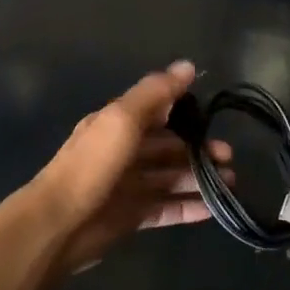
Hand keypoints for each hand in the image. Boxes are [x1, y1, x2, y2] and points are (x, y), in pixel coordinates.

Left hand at [33, 61, 231, 273]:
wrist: (59, 224)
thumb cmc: (92, 165)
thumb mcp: (122, 119)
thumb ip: (155, 93)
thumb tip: (188, 65)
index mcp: (117, 124)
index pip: (157, 112)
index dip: (185, 113)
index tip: (214, 119)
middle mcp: (124, 152)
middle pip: (168, 147)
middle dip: (199, 149)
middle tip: (228, 157)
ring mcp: (128, 186)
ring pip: (171, 178)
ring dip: (199, 178)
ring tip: (229, 183)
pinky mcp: (132, 217)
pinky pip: (167, 209)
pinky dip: (190, 207)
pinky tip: (214, 210)